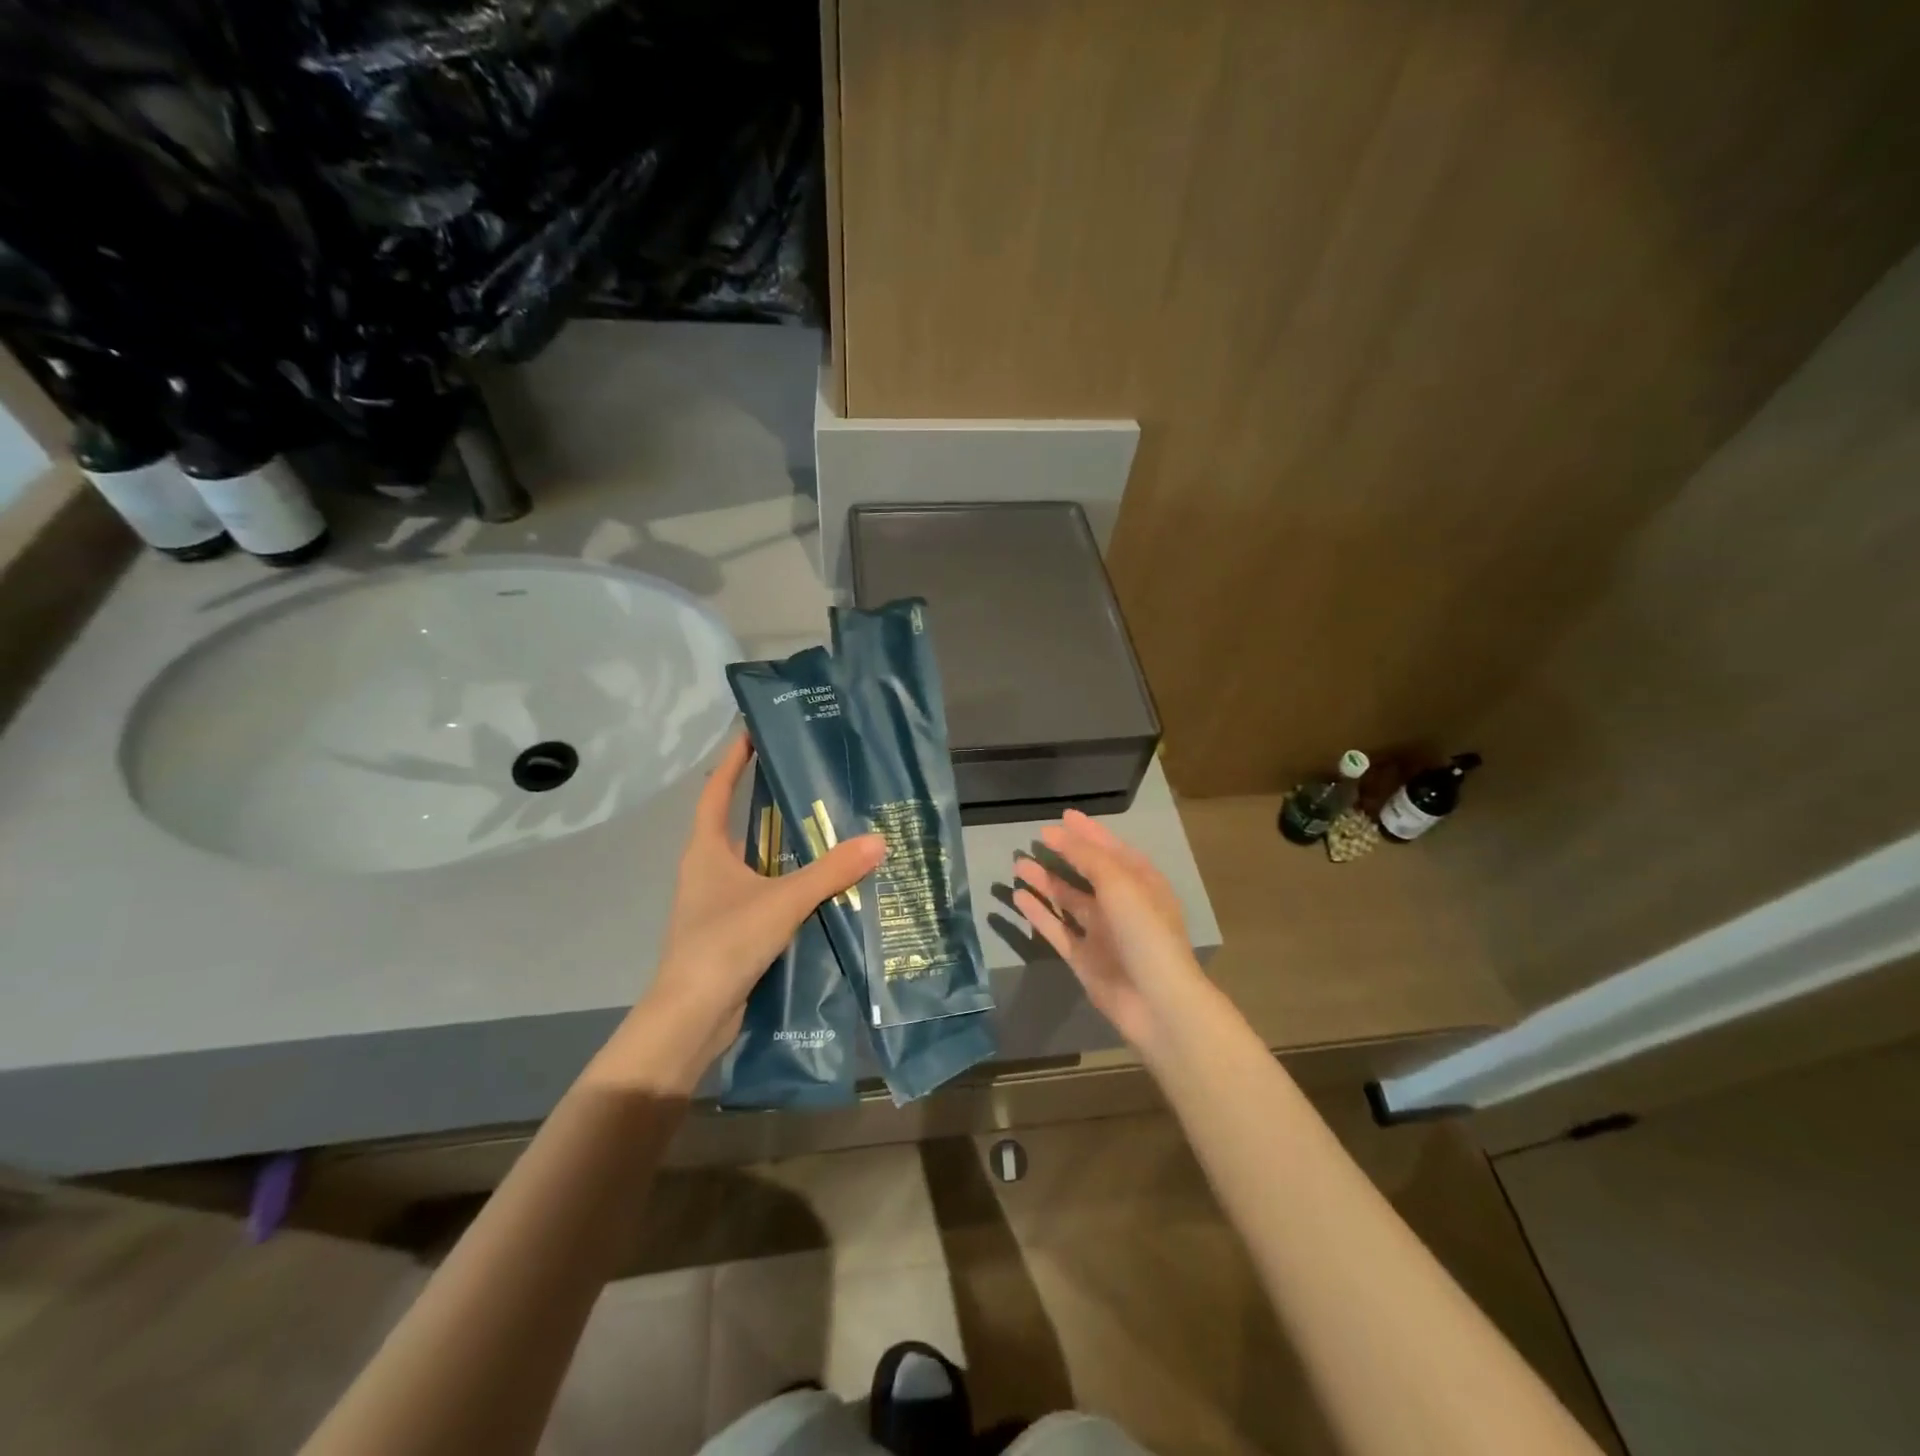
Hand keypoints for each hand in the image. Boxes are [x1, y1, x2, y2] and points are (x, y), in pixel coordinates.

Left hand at [599, 735, 883, 1084]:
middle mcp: (707, 870)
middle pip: (738, 824)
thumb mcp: (783, 900)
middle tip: (811, 783)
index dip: (734, 759)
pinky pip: (763, 895)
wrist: (691, 1017)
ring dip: (783, 849)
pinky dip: (787, 886)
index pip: (717, 790)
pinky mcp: (730, 931)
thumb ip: (830, 872)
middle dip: (769, 803)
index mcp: (706, 850)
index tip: (753, 731)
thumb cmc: (725, 942)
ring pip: (754, 863)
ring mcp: (716, 903)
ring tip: (827, 833)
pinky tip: (821, 889)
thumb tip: (878, 841)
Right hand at [1010, 809, 1207, 1056]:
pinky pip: (1057, 929)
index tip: (1063, 816)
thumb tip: (1058, 833)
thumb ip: (1088, 856)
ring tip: (1018, 864)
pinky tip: (1018, 897)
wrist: (1156, 1002)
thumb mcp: (1120, 883)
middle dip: (1064, 855)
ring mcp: (1102, 933)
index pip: (1111, 849)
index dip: (1088, 832)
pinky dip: (1039, 913)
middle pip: (1088, 873)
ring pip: (1069, 900)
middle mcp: (1122, 905)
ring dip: (1046, 881)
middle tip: (1035, 839)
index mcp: (1141, 883)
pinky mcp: (1084, 958)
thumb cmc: (1145, 932)